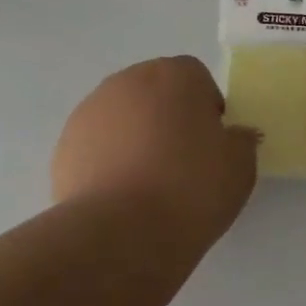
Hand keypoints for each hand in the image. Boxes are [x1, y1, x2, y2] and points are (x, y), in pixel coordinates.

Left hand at [52, 56, 258, 252]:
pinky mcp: (65, 144)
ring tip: (147, 184)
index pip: (196, 78)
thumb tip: (232, 136)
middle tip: (181, 163)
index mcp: (175, 74)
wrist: (122, 230)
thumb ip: (240, 141)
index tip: (211, 146)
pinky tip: (120, 196)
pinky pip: (96, 145)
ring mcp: (90, 111)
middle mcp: (128, 81)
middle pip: (154, 92)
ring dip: (134, 138)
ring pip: (122, 117)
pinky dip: (108, 161)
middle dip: (167, 118)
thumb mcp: (240, 166)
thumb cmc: (191, 188)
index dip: (206, 110)